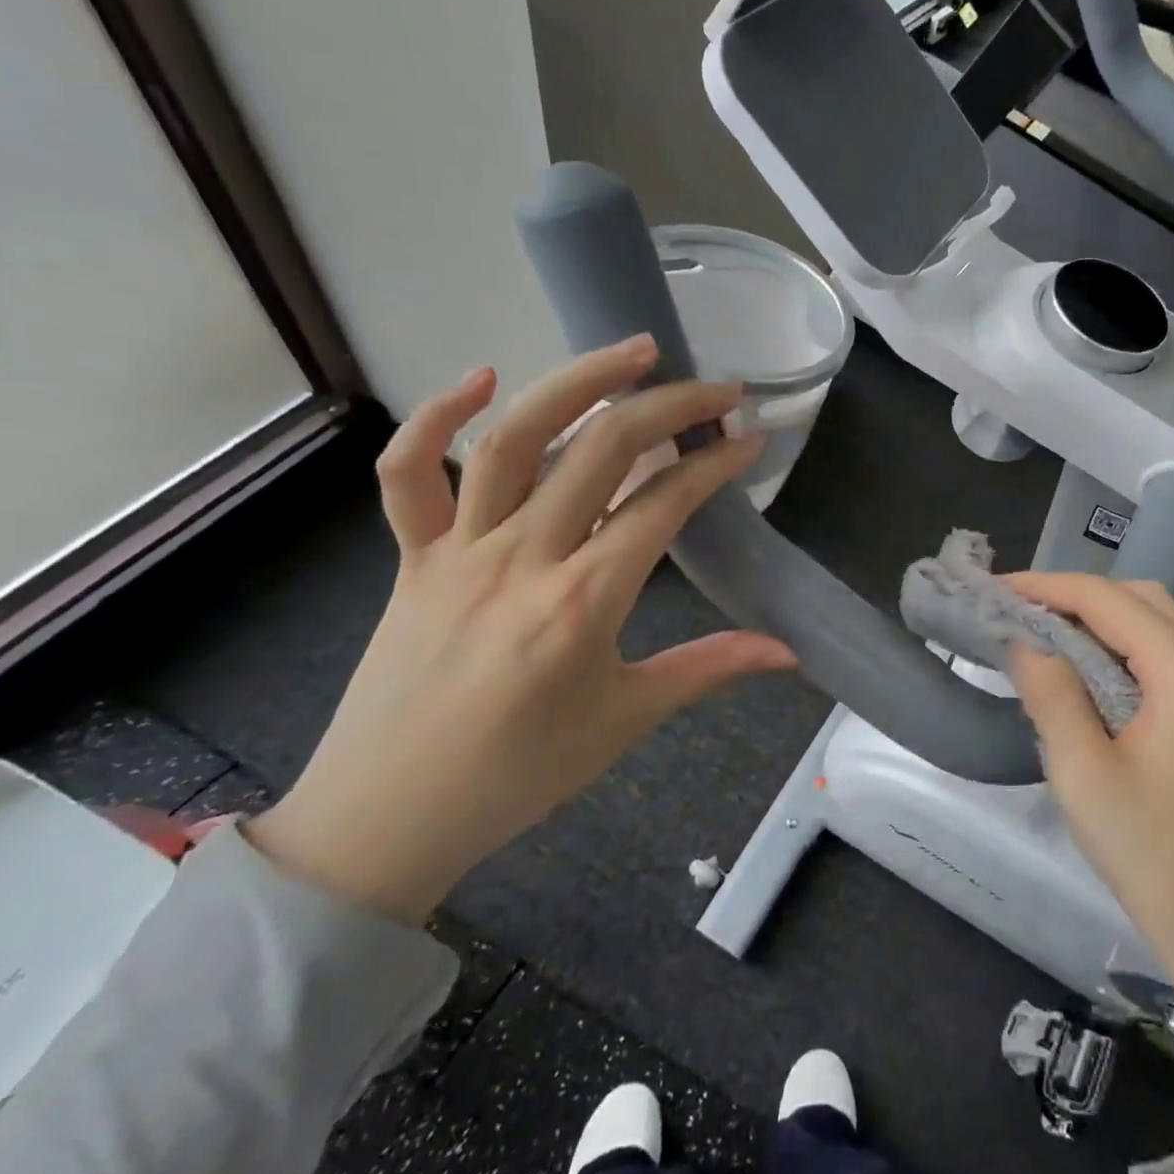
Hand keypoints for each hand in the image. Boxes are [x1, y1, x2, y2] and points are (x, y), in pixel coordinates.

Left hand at [246, 337, 795, 923]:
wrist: (385, 820)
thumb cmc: (520, 774)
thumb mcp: (627, 719)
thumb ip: (710, 668)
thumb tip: (788, 650)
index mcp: (582, 603)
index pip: (664, 505)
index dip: (716, 465)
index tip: (752, 443)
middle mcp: (521, 558)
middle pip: (603, 452)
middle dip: (670, 407)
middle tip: (717, 387)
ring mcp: (458, 550)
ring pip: (514, 440)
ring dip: (576, 384)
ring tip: (632, 352)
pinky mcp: (412, 556)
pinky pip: (407, 476)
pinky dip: (437, 418)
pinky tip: (481, 379)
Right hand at [1008, 574, 1173, 1173]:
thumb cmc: (1153, 855)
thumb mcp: (1083, 773)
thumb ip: (1051, 694)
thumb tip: (1026, 642)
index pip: (1109, 601)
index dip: (1048, 587)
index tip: (996, 588)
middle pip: (1139, 601)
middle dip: (1076, 597)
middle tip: (1018, 612)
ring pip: (1153, 628)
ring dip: (1098, 623)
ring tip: (1041, 636)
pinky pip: (1162, 661)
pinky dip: (1119, 652)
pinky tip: (1083, 674)